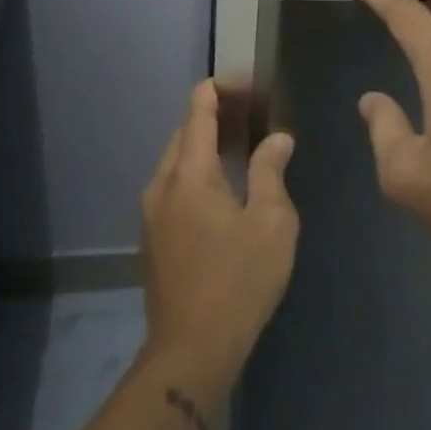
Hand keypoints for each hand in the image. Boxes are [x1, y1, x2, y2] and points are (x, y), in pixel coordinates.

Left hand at [139, 80, 298, 411]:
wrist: (191, 349)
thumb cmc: (239, 279)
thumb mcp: (271, 222)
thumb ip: (270, 172)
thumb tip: (278, 138)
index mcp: (189, 174)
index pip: (198, 112)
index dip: (218, 88)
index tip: (245, 80)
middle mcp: (162, 185)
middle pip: (184, 134)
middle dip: (214, 115)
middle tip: (253, 112)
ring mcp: (152, 214)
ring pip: (176, 162)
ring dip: (204, 145)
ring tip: (242, 143)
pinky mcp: (153, 238)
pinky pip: (173, 187)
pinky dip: (196, 171)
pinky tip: (223, 186)